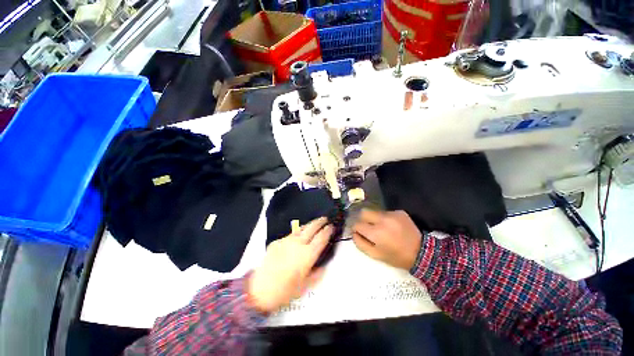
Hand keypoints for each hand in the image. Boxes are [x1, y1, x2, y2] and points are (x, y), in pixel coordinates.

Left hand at [248, 217, 332, 313]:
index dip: (328, 231)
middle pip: (312, 228)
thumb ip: (316, 275)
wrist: (259, 289)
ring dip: (309, 225)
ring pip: (301, 228)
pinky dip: (298, 233)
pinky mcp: (277, 241)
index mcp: (307, 255)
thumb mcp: (304, 286)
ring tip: (315, 223)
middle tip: (325, 219)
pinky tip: (298, 236)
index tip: (332, 227)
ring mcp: (286, 240)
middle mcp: (298, 244)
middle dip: (320, 222)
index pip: (321, 238)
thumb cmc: (284, 291)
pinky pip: (291, 234)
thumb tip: (322, 266)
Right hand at [352, 210, 421, 269]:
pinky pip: (386, 212)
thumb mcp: (376, 255)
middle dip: (362, 219)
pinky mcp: (399, 212)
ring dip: (374, 219)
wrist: (421, 252)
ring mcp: (392, 214)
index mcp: (376, 233)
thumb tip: (353, 233)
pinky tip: (392, 226)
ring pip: (375, 211)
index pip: (357, 224)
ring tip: (381, 228)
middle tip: (368, 227)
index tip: (359, 232)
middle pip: (364, 212)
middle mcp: (382, 220)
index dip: (356, 229)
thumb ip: (361, 243)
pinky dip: (385, 218)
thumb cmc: (396, 257)